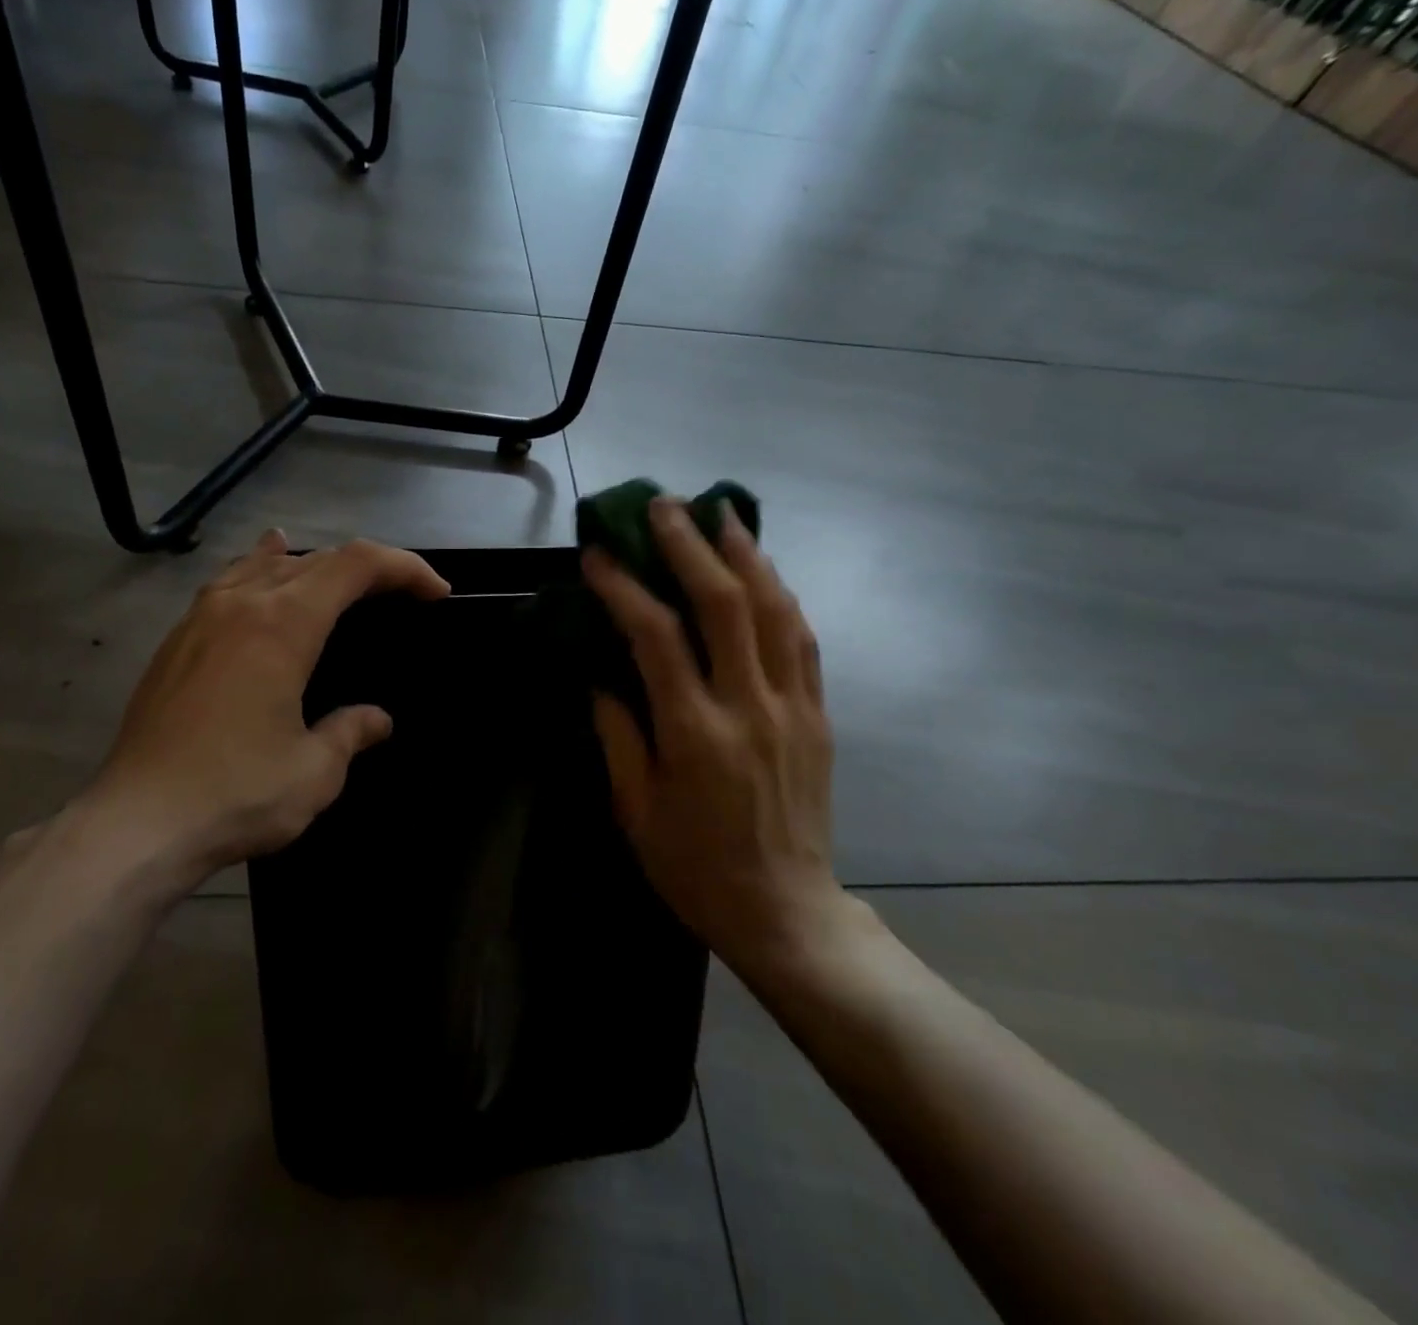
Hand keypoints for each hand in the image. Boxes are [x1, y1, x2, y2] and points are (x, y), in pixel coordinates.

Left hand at [78, 532, 448, 884]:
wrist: (135, 823)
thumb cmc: (235, 794)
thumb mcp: (314, 771)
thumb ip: (351, 732)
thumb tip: (377, 720)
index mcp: (283, 625)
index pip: (355, 566)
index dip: (403, 568)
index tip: (436, 593)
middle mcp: (242, 605)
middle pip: (315, 560)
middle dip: (367, 568)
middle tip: (401, 594)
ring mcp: (200, 619)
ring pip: (265, 565)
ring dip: (313, 565)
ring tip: (340, 576)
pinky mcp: (176, 643)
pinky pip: (228, 585)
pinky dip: (259, 571)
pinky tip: (259, 577)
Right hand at [584, 499, 861, 979]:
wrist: (786, 911)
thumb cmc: (695, 867)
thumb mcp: (636, 810)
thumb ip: (617, 734)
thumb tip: (601, 675)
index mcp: (695, 735)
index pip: (656, 638)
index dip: (624, 588)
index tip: (599, 556)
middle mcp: (750, 708)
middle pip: (725, 604)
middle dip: (691, 546)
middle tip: (664, 506)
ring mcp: (793, 708)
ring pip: (775, 610)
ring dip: (746, 554)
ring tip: (721, 514)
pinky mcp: (818, 715)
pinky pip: (802, 640)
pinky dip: (780, 594)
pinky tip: (762, 570)